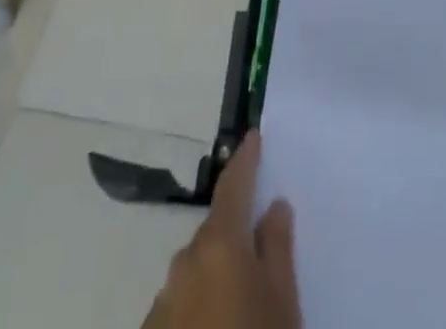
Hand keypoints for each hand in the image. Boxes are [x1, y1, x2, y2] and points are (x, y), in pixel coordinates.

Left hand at [145, 134, 298, 328]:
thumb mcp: (284, 304)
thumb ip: (277, 248)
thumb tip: (273, 207)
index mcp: (220, 244)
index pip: (233, 185)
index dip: (245, 160)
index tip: (253, 137)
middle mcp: (185, 262)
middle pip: (214, 233)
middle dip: (235, 235)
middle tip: (260, 254)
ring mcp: (162, 305)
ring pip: (195, 273)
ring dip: (215, 277)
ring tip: (240, 308)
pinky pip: (179, 308)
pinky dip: (198, 308)